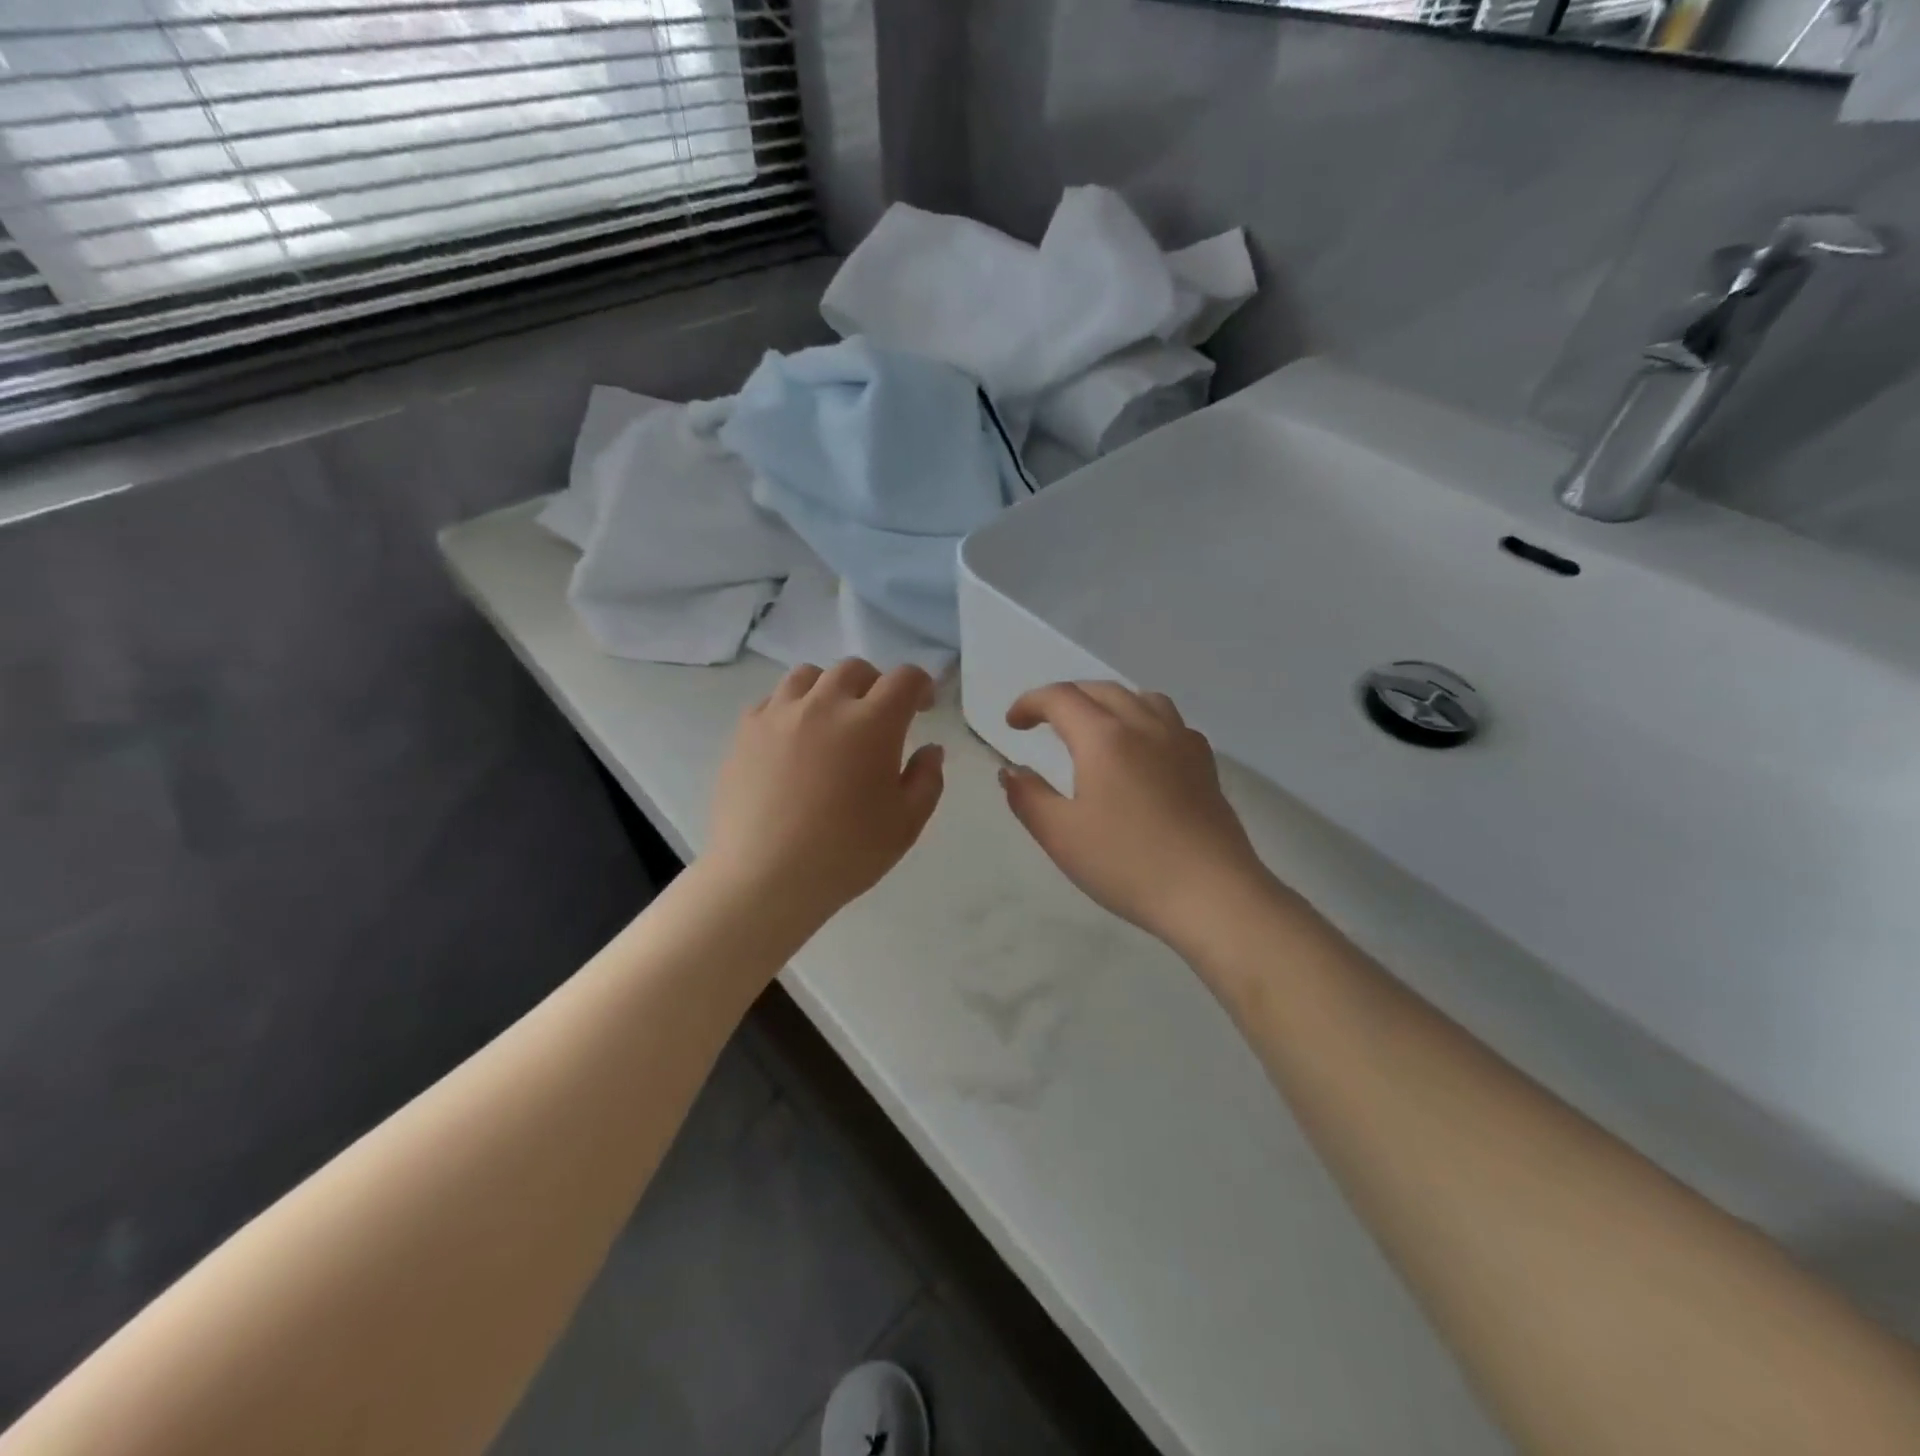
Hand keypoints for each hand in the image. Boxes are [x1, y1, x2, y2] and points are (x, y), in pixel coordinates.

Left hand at [705, 660, 944, 931]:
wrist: (765, 877)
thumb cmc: (846, 853)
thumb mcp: (906, 824)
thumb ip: (927, 780)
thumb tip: (930, 750)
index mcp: (872, 723)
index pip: (904, 679)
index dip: (921, 686)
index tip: (923, 707)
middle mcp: (825, 704)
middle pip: (855, 669)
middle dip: (875, 685)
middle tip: (878, 717)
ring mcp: (779, 714)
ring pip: (808, 675)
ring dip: (829, 688)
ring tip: (831, 719)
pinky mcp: (745, 731)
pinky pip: (772, 700)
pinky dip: (790, 708)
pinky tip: (792, 739)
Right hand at [1000, 682, 1276, 949]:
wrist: (1211, 893)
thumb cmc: (1127, 864)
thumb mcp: (1061, 836)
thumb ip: (1028, 797)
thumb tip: (1011, 771)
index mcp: (1104, 737)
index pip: (1061, 698)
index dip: (1030, 703)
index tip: (1013, 724)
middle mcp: (1144, 726)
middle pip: (1101, 690)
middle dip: (1066, 698)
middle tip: (1044, 722)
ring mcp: (1181, 741)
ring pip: (1141, 698)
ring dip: (1108, 702)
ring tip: (1093, 727)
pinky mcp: (1205, 764)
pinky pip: (1170, 721)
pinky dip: (1143, 719)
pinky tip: (1142, 750)